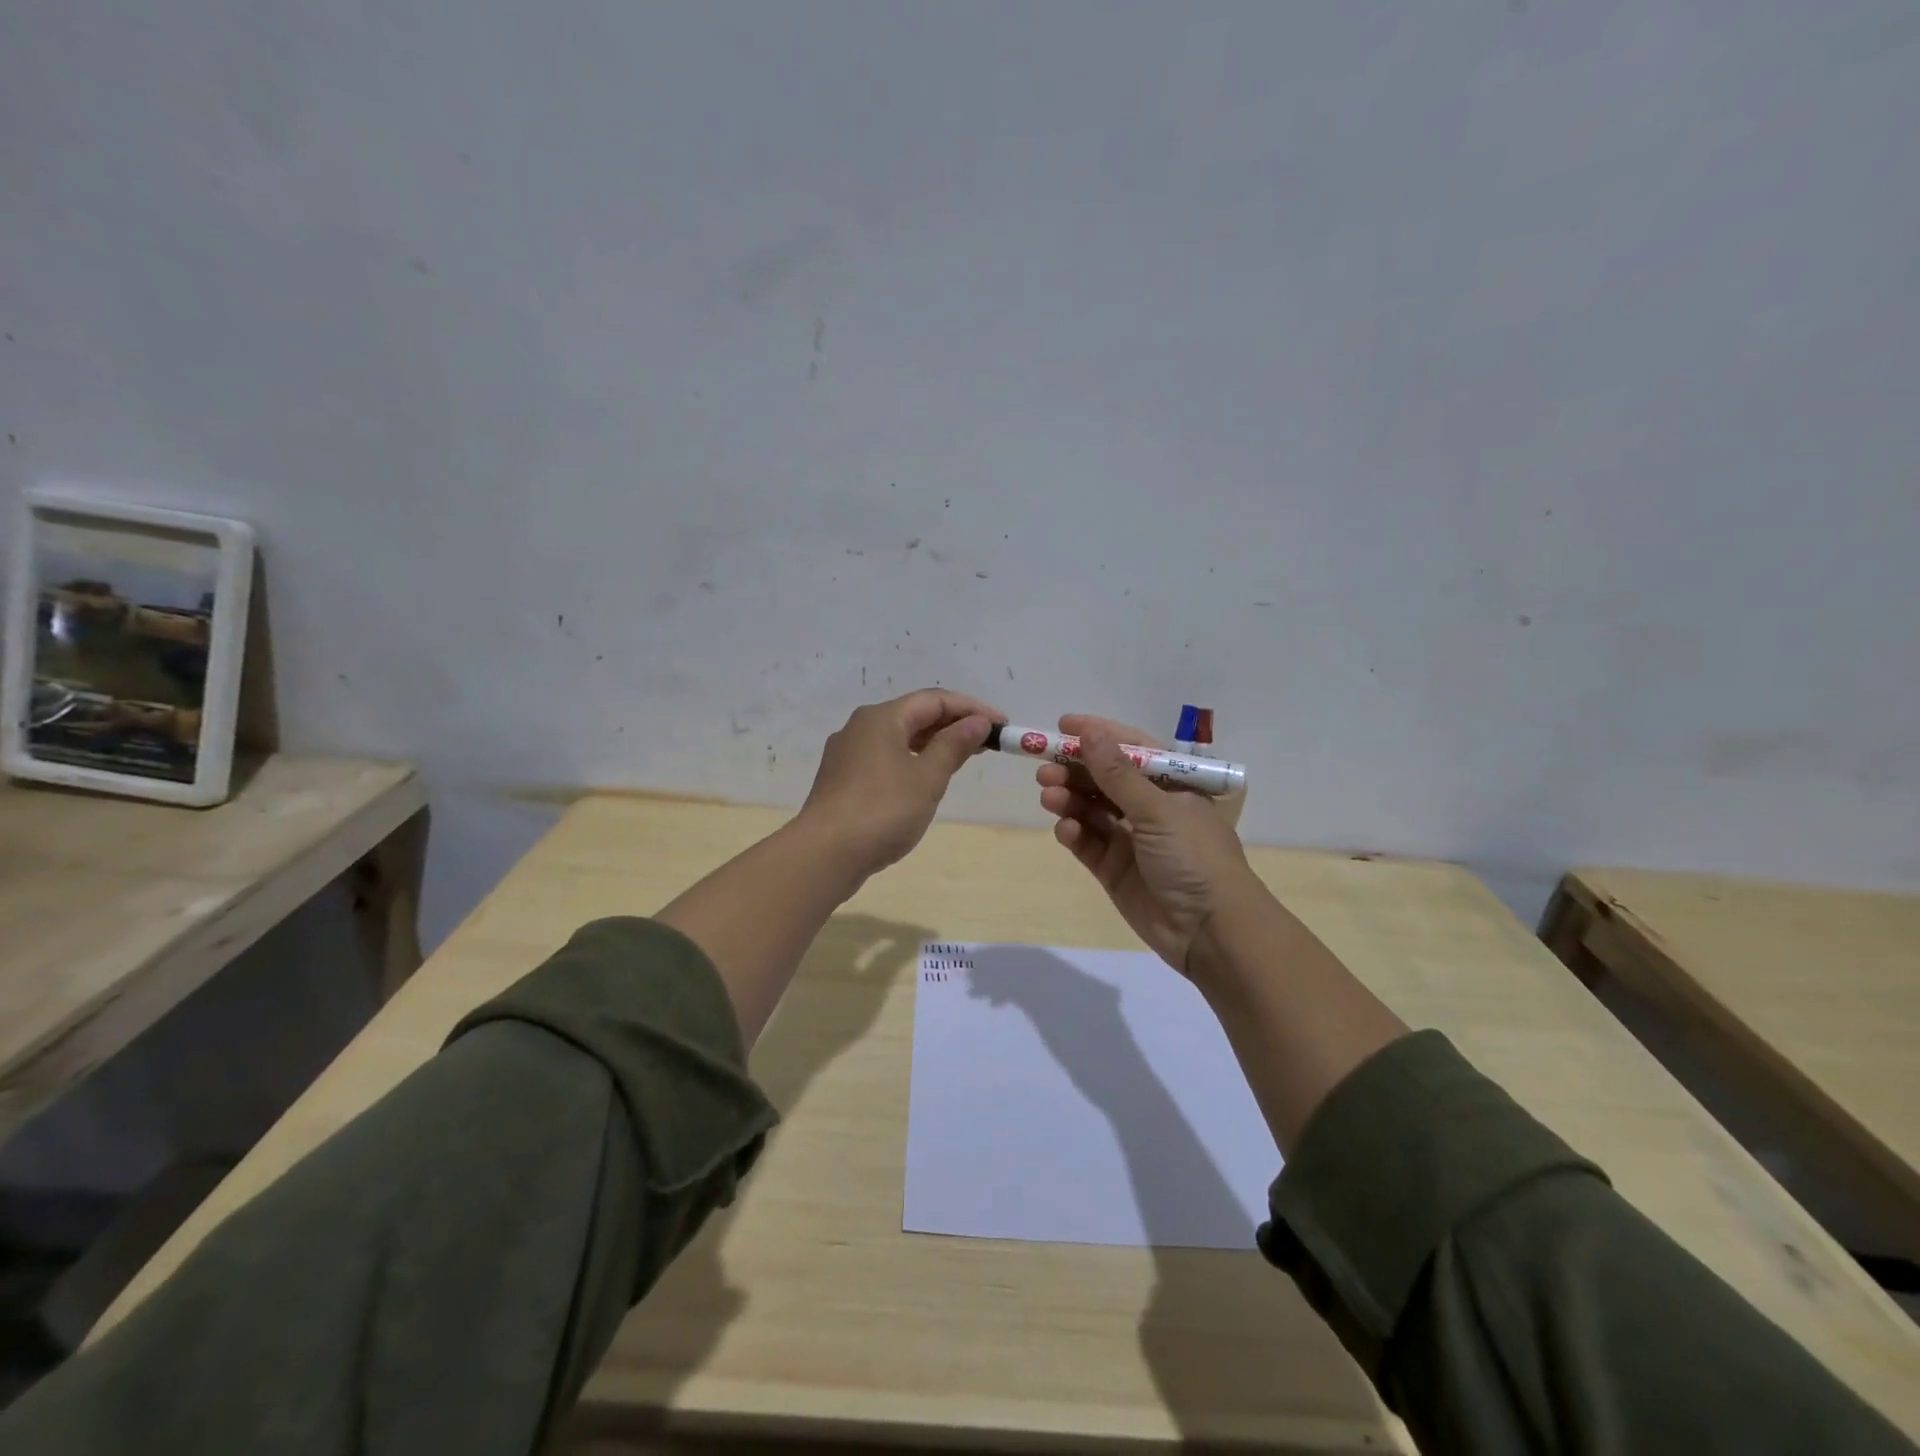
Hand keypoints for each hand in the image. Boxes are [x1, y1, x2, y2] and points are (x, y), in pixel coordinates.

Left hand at [799, 688, 1000, 878]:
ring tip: (965, 756)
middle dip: (954, 724)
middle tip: (989, 741)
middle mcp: (861, 726)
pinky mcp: (843, 779)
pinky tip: (927, 777)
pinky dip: (913, 759)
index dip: (972, 708)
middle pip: (915, 714)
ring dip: (934, 742)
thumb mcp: (927, 778)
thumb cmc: (882, 810)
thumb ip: (954, 746)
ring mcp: (848, 753)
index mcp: (881, 717)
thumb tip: (977, 722)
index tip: (1002, 725)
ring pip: (899, 737)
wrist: (825, 854)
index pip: (935, 700)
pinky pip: (886, 757)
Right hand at [1036, 714, 1255, 979]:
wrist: (1211, 932)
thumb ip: (1119, 775)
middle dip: (1075, 770)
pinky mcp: (1115, 869)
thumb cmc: (1194, 858)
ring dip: (1069, 799)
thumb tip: (1089, 733)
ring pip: (1091, 810)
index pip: (1131, 749)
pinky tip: (1065, 829)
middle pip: (1105, 780)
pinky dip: (1074, 833)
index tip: (1062, 725)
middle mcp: (1151, 808)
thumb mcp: (1159, 810)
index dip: (1098, 735)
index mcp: (1172, 785)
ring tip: (1048, 795)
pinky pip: (1088, 843)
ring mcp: (1131, 839)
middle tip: (1044, 768)